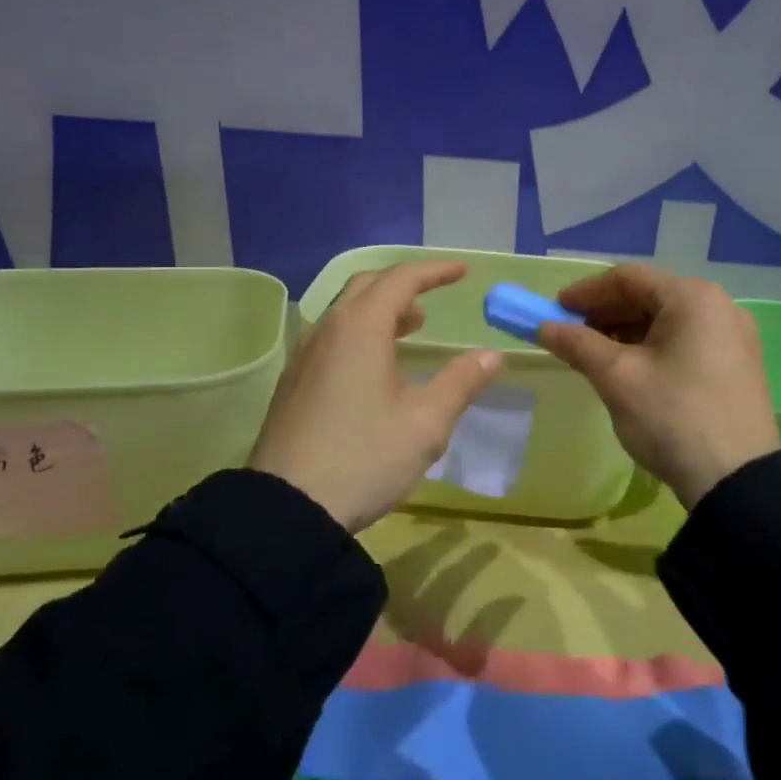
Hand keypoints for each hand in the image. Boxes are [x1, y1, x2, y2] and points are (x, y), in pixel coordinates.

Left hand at [248, 261, 503, 532]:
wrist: (287, 508)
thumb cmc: (365, 458)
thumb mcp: (425, 423)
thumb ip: (461, 382)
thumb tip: (492, 355)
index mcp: (360, 329)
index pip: (401, 280)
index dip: (435, 272)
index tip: (463, 272)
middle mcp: (327, 331)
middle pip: (366, 287)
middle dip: (403, 286)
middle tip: (432, 300)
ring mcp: (304, 357)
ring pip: (344, 313)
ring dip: (380, 310)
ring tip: (409, 330)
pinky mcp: (293, 383)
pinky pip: (331, 338)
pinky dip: (359, 333)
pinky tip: (373, 368)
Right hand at [535, 264, 780, 509]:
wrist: (737, 480)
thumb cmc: (672, 417)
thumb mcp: (617, 378)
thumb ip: (577, 344)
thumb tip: (544, 327)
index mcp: (692, 298)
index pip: (628, 278)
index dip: (585, 292)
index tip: (553, 312)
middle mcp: (719, 306)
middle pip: (649, 296)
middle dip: (605, 313)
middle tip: (570, 336)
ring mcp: (733, 336)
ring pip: (667, 321)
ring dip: (626, 332)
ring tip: (594, 356)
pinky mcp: (737, 365)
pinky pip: (685, 341)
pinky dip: (651, 348)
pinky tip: (629, 370)